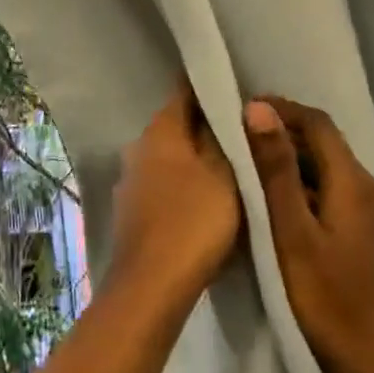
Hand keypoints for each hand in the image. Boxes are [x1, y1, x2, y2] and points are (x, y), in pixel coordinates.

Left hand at [108, 81, 240, 307]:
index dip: (211, 88)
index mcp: (159, 131)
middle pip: (177, 126)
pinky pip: (163, 184)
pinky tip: (205, 199)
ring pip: (169, 157)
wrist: (152, 285)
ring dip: (195, 159)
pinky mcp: (131, 210)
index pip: (184, 92)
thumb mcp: (225, 176)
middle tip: (244, 132)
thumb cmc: (194, 222)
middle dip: (206, 127)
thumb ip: (226, 140)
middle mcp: (137, 147)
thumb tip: (227, 111)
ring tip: (231, 166)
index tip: (238, 89)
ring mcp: (130, 180)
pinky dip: (183, 185)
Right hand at [243, 97, 373, 372]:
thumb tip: (260, 109)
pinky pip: (355, 205)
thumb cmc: (330, 303)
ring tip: (265, 187)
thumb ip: (277, 171)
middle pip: (332, 152)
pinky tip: (302, 223)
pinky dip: (324, 199)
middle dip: (289, 142)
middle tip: (244, 149)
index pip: (319, 125)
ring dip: (305, 173)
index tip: (245, 110)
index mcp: (358, 186)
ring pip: (342, 180)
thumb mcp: (292, 235)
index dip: (283, 111)